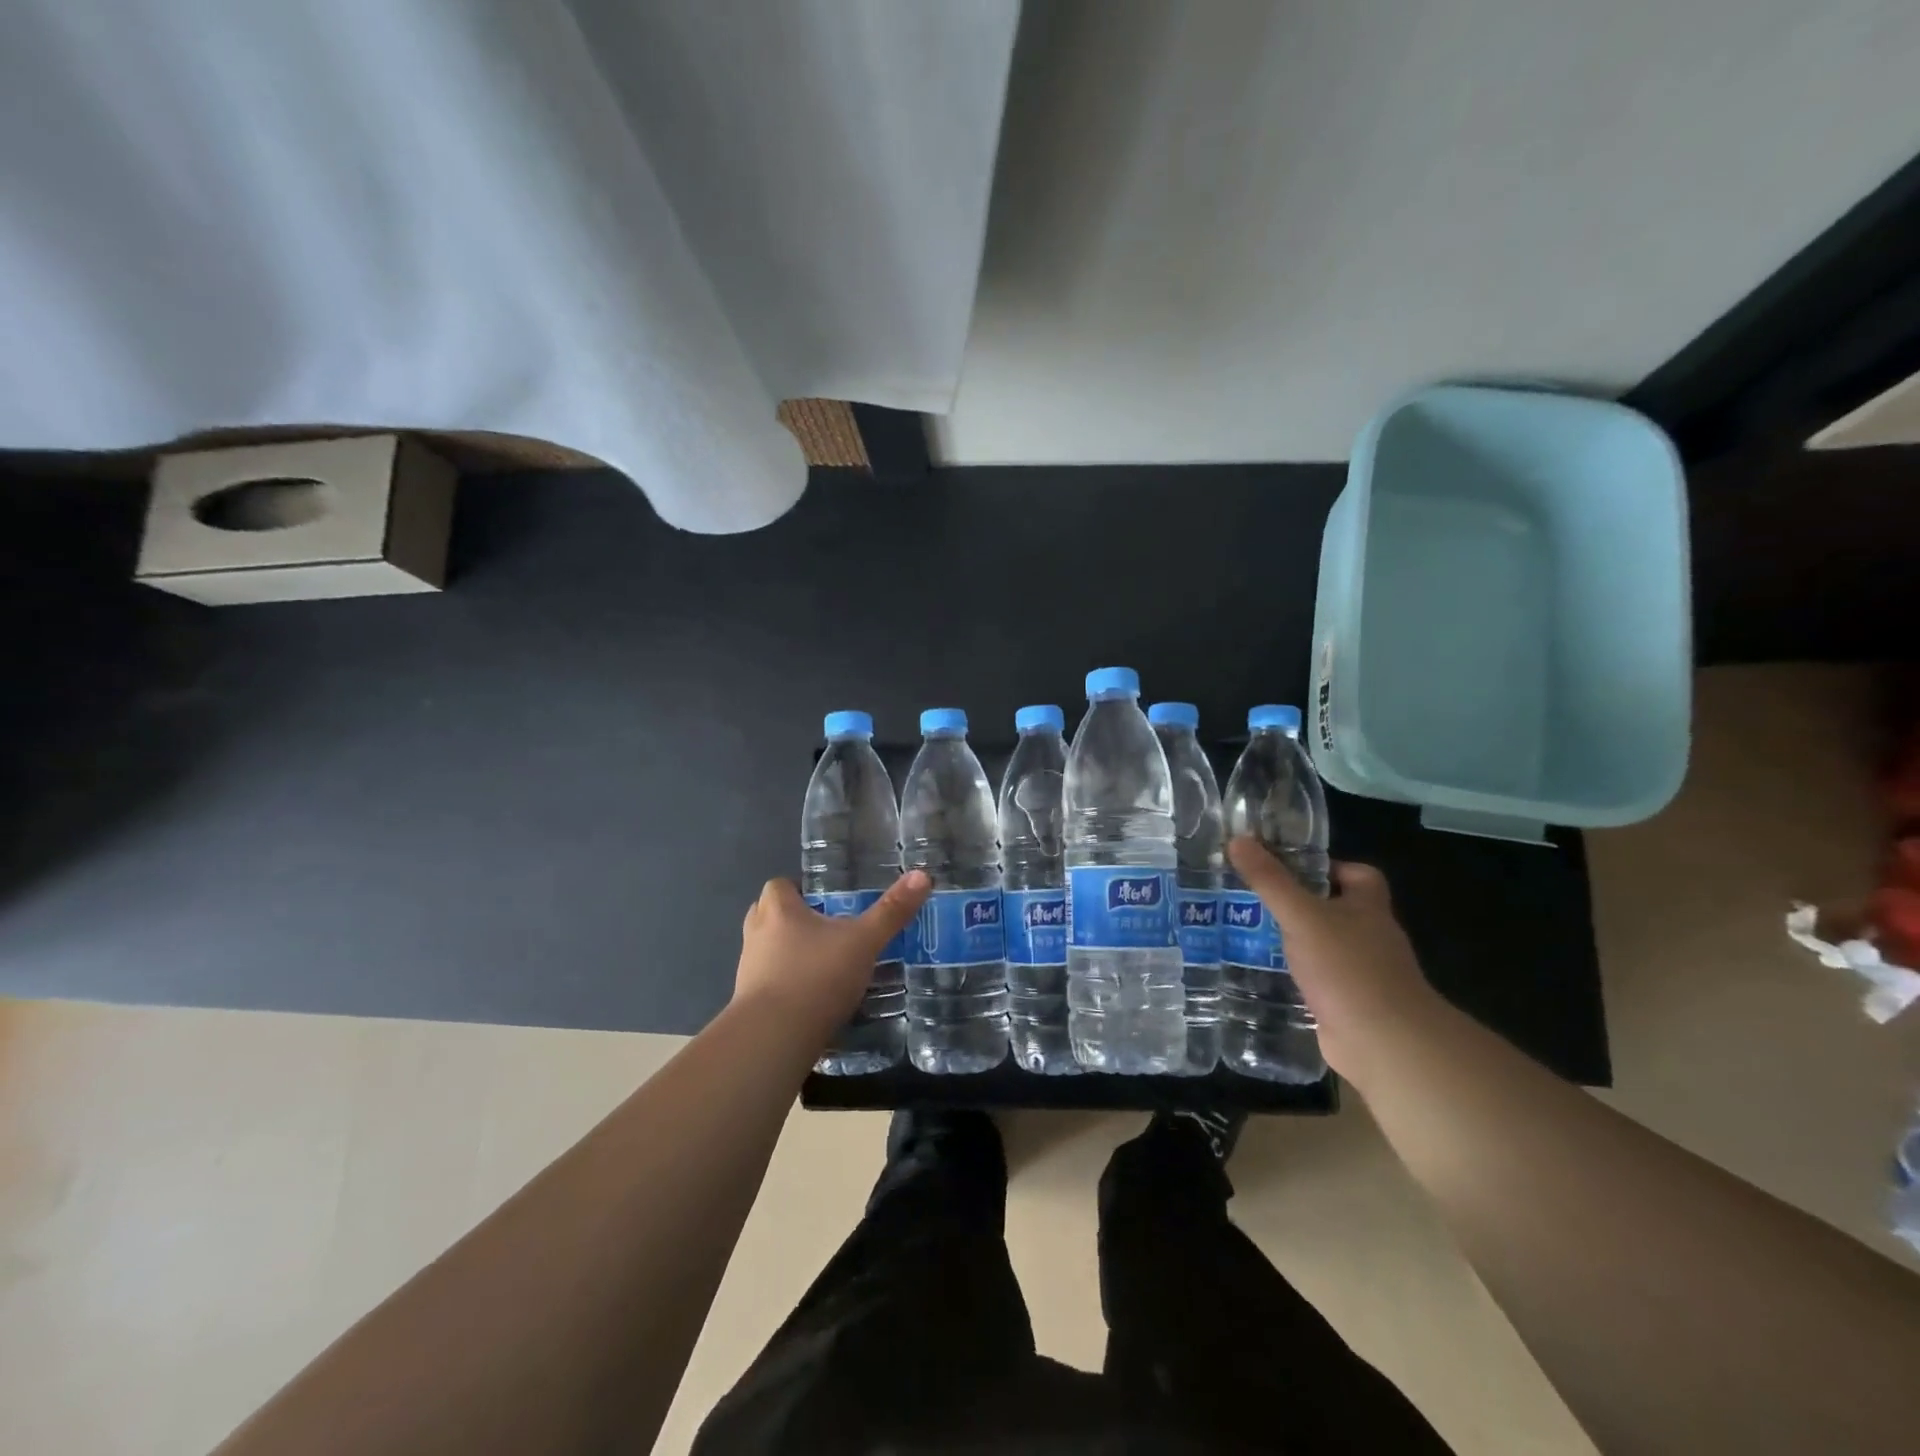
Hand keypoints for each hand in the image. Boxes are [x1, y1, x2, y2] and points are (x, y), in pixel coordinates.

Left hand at [732, 873, 931, 1036]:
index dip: (798, 890)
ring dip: (786, 954)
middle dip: (790, 920)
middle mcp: (757, 934)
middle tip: (824, 929)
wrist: (774, 1038)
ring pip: (766, 951)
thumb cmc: (817, 976)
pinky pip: (767, 985)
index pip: (779, 885)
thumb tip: (922, 876)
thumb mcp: (864, 941)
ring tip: (821, 965)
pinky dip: (784, 986)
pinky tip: (811, 999)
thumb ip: (891, 911)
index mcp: (779, 909)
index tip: (823, 901)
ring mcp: (747, 971)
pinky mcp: (748, 1005)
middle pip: (767, 915)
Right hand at [1226, 837, 1444, 1084]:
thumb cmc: (1349, 968)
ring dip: (1292, 940)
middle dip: (1298, 902)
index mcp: (1368, 907)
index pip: (1358, 874)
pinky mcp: (1346, 1004)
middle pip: (1335, 909)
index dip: (1327, 866)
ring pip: (1322, 945)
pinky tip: (1261, 971)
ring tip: (1245, 930)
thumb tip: (1238, 839)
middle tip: (1252, 896)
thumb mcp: (1302, 916)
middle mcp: (1370, 936)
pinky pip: (1316, 979)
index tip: (1288, 867)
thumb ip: (1270, 880)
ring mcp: (1361, 973)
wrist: (1383, 1044)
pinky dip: (1293, 974)